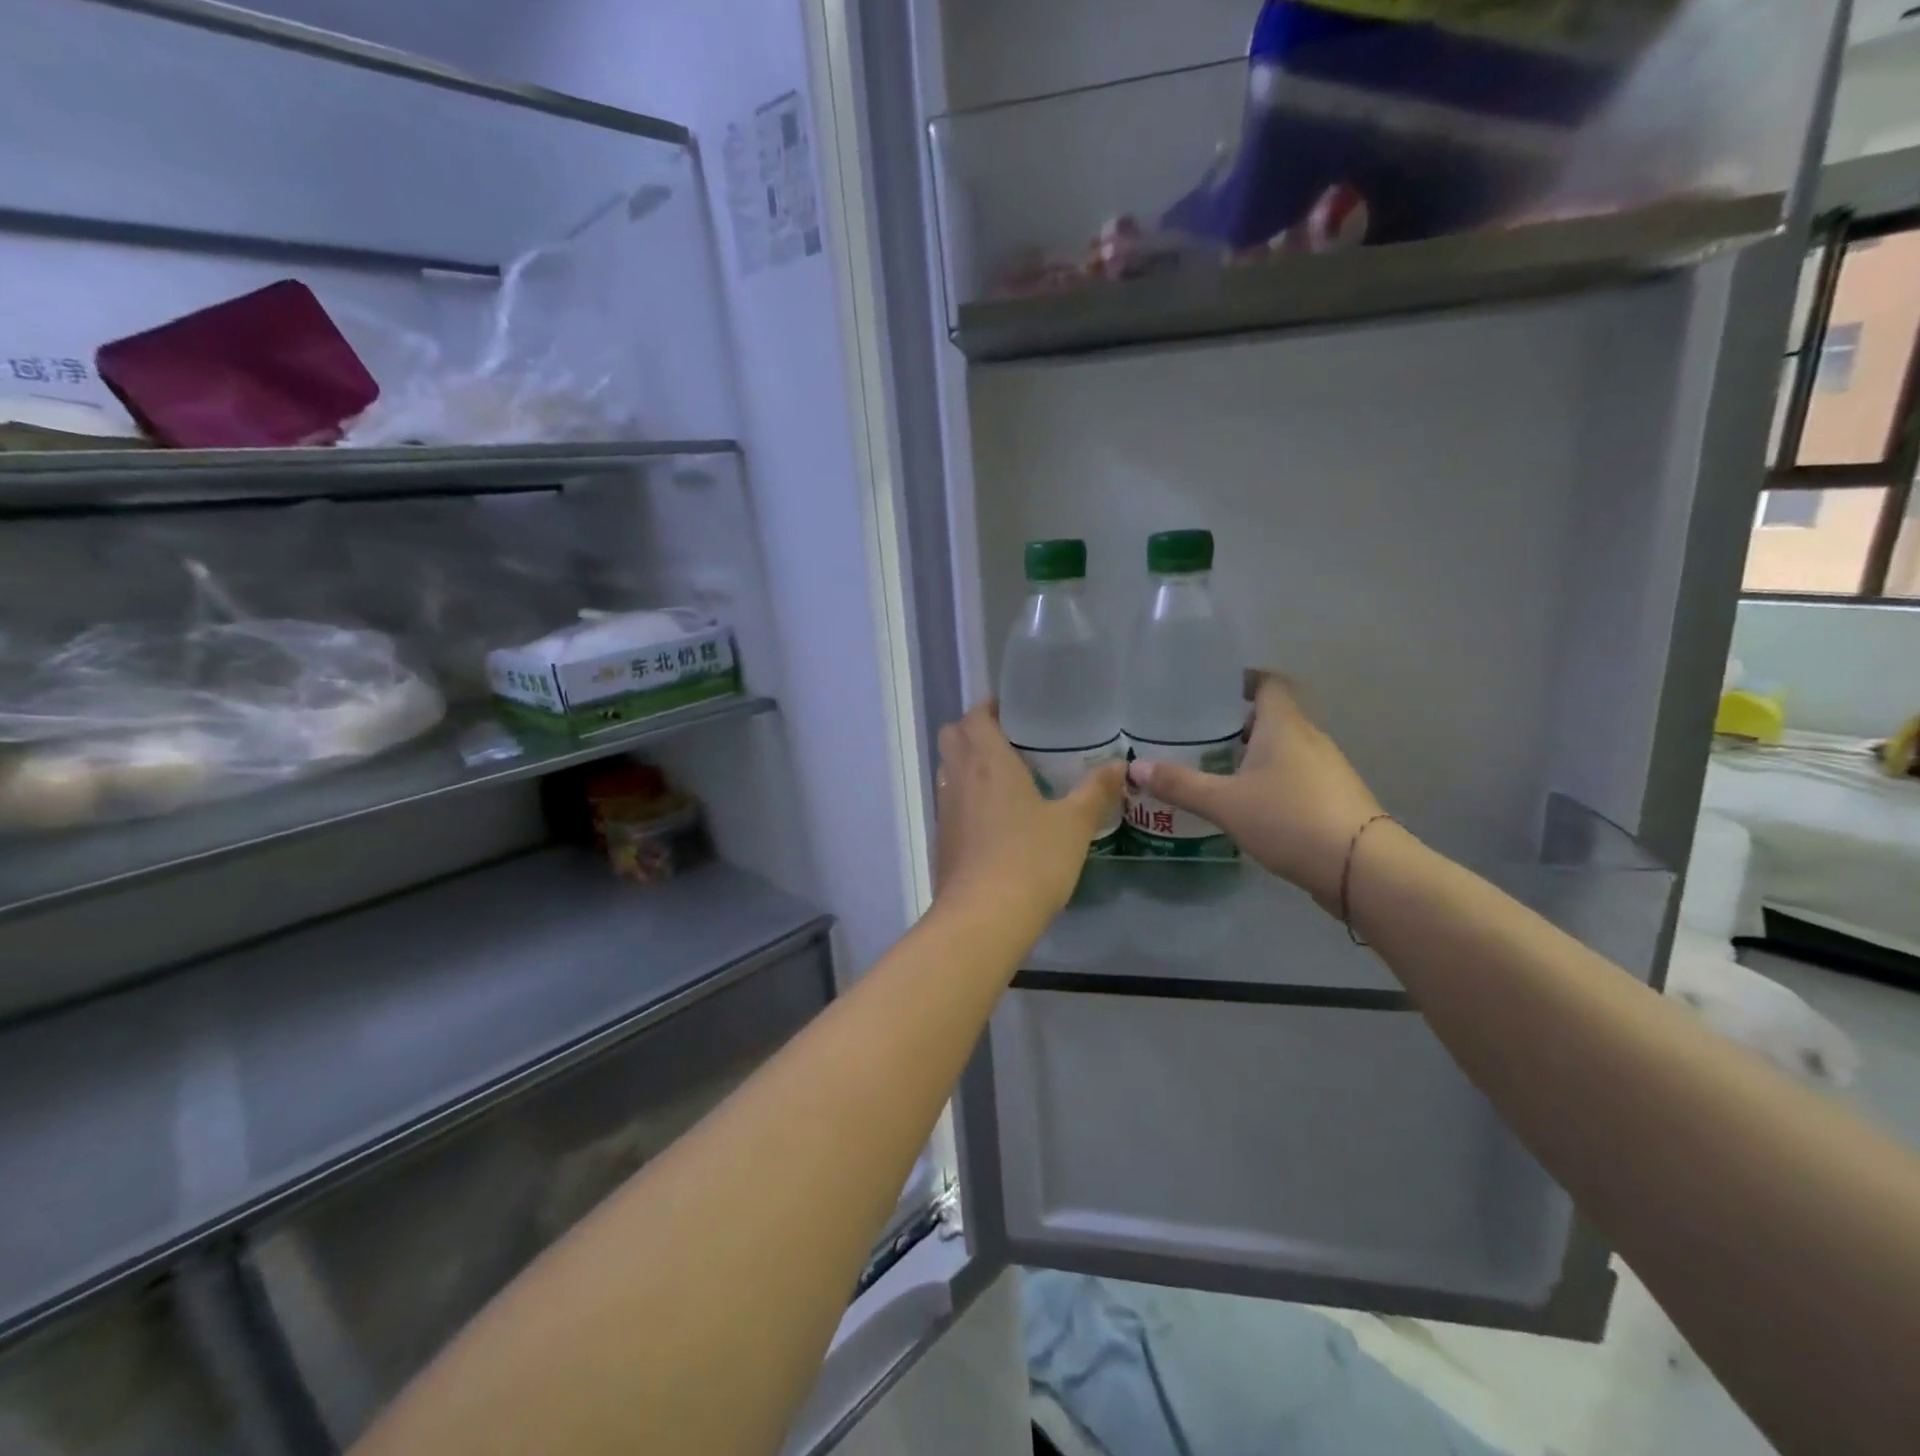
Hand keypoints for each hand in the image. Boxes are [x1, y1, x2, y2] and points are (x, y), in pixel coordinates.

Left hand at [934, 701, 1125, 925]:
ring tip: (1006, 778)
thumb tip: (1120, 765)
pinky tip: (996, 819)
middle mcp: (958, 777)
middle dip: (974, 731)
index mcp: (987, 761)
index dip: (989, 708)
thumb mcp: (1074, 824)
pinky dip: (966, 797)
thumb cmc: (1031, 860)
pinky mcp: (942, 839)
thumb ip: (1096, 791)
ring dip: (967, 764)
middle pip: (952, 736)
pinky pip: (951, 802)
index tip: (1014, 712)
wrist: (983, 918)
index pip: (974, 716)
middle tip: (1010, 741)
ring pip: (948, 769)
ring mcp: (945, 809)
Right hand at [1127, 673, 1382, 907]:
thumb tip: (1134, 768)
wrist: (1359, 867)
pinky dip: (1272, 779)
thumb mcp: (1224, 803)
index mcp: (1285, 725)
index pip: (1269, 683)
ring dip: (1256, 754)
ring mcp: (1327, 768)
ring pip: (1286, 748)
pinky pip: (1297, 775)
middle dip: (1240, 723)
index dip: (1243, 680)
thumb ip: (1180, 785)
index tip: (1214, 689)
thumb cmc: (1288, 818)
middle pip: (1275, 716)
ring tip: (1219, 770)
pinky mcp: (1334, 798)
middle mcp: (1310, 738)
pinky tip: (1250, 803)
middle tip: (1202, 735)